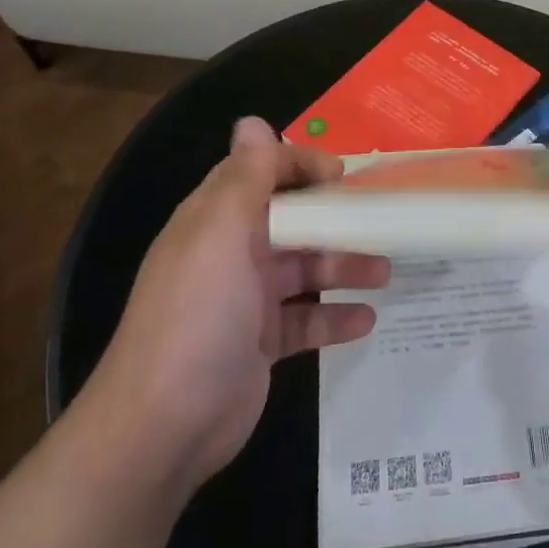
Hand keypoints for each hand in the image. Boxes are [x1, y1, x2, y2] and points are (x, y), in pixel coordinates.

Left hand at [87, 118, 389, 486]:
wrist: (163, 426)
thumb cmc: (200, 313)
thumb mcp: (222, 229)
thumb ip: (247, 174)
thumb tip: (253, 121)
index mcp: (216, 219)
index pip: (262, 172)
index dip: (302, 165)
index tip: (345, 175)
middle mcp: (231, 253)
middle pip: (292, 221)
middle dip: (335, 218)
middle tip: (382, 220)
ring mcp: (246, 301)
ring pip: (305, 270)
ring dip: (344, 266)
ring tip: (385, 271)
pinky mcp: (260, 344)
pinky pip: (306, 320)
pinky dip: (335, 317)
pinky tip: (367, 320)